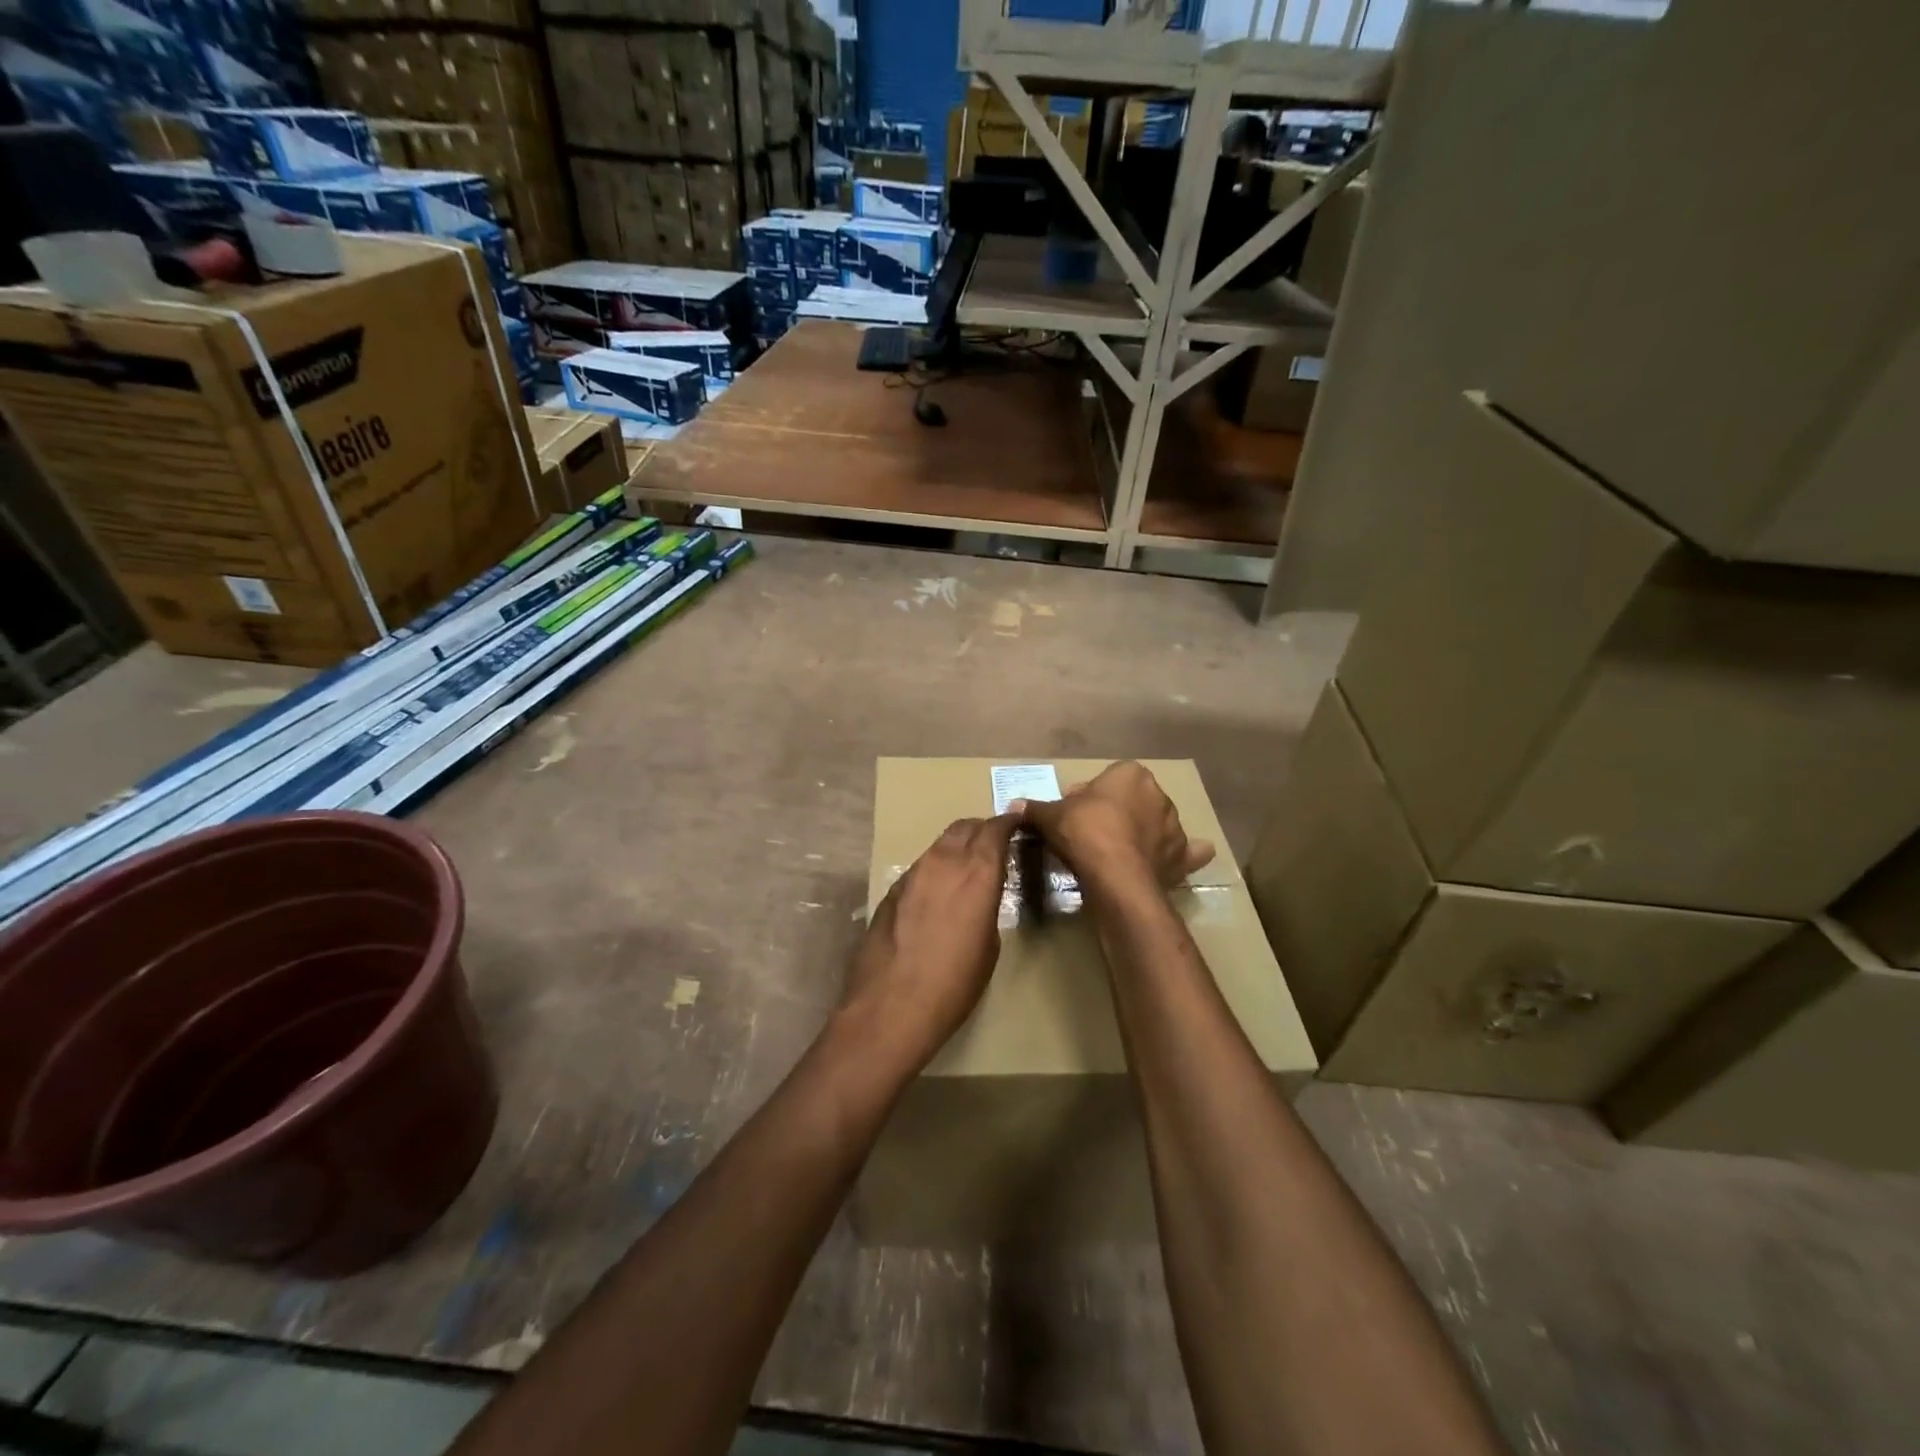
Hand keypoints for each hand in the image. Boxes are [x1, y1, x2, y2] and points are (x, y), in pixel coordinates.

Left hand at [839, 814, 1020, 1073]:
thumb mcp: (989, 945)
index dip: (1008, 822)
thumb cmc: (954, 984)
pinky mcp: (891, 890)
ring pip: (940, 844)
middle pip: (964, 827)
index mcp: (976, 872)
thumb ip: (987, 905)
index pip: (995, 829)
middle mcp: (943, 861)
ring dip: (957, 846)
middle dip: (982, 828)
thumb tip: (980, 895)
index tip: (1019, 822)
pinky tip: (938, 892)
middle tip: (995, 841)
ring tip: (967, 866)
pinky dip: (936, 868)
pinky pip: (921, 867)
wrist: (891, 1006)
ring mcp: (913, 873)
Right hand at [1017, 761, 1214, 888]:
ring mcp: (1175, 826)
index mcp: (1131, 774)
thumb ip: (1035, 808)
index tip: (1074, 815)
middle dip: (1117, 813)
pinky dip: (1186, 856)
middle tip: (1091, 835)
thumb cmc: (1085, 832)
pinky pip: (1188, 853)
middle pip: (1133, 801)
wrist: (1116, 875)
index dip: (1089, 797)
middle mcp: (1159, 795)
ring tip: (1120, 854)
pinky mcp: (1182, 857)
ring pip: (1158, 825)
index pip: (1108, 779)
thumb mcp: (1052, 816)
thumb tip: (1013, 805)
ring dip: (1144, 834)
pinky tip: (1175, 861)